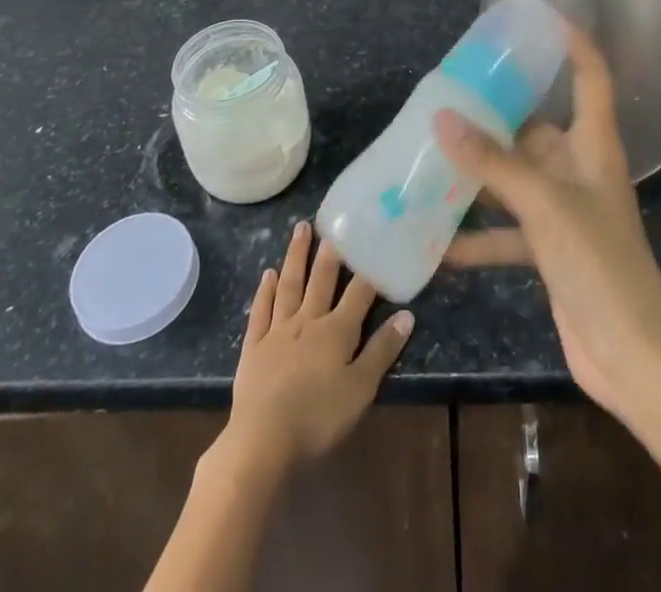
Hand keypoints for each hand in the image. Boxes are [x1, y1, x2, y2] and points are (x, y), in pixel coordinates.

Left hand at [223, 221, 413, 470]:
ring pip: (289, 285)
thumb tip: (407, 315)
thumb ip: (382, 351)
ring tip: (300, 228)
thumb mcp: (360, 389)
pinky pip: (260, 311)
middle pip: (320, 279)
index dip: (368, 269)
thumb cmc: (318, 417)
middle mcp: (308, 320)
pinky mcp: (253, 347)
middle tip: (332, 221)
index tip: (374, 242)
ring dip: (296, 256)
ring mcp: (278, 331)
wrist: (262, 440)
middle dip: (329, 251)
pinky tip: (267, 274)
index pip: (358, 293)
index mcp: (336, 330)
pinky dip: (264, 291)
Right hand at [436, 26, 660, 425]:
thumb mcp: (544, 205)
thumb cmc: (599, 264)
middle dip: (497, 114)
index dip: (572, 42)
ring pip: (515, 178)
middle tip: (449, 95)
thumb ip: (493, 163)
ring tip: (431, 155)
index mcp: (593, 145)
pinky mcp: (550, 250)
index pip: (590, 76)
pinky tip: (437, 242)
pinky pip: (507, 230)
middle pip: (537, 127)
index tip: (538, 18)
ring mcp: (564, 211)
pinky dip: (477, 234)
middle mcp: (579, 169)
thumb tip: (442, 118)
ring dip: (479, 173)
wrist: (632, 358)